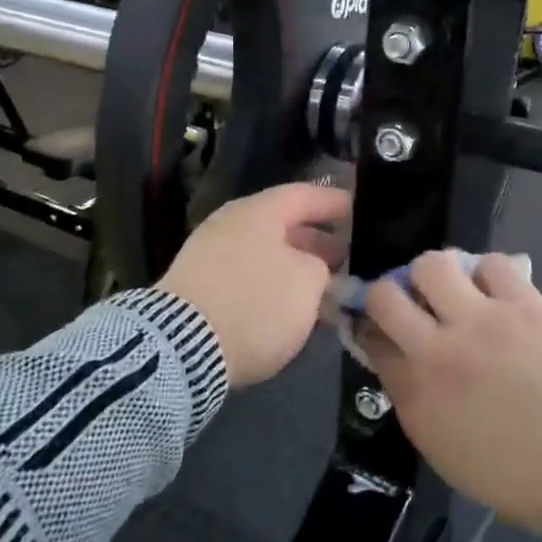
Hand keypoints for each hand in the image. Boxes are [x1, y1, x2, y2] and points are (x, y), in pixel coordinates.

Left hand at [157, 183, 349, 387]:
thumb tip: (313, 268)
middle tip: (346, 255)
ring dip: (294, 265)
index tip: (358, 209)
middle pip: (282, 224)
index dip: (333, 202)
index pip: (304, 195)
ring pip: (264, 251)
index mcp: (260, 211)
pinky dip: (271, 283)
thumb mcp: (308, 282)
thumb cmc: (255, 303)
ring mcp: (210, 254)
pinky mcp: (198, 287)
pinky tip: (288, 305)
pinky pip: (246, 274)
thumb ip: (321, 267)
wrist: (182, 346)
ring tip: (323, 286)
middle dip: (316, 240)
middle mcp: (232, 224)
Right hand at [360, 251, 541, 535]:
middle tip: (410, 301)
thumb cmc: (513, 473)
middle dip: (389, 294)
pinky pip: (493, 264)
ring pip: (434, 264)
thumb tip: (400, 361)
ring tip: (453, 287)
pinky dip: (487, 271)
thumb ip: (414, 400)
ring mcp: (482, 320)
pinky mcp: (524, 305)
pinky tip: (493, 287)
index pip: (373, 340)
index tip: (380, 328)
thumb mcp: (443, 449)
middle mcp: (438, 348)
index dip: (371, 329)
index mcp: (417, 391)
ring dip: (436, 274)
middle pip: (386, 294)